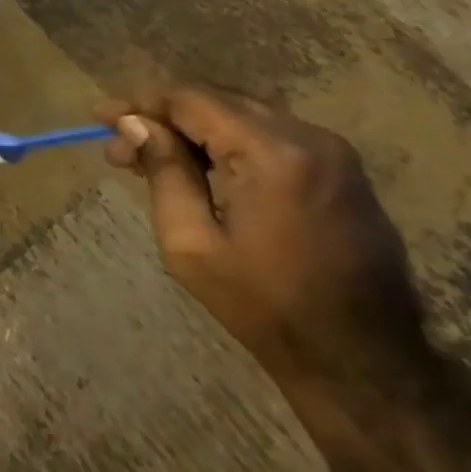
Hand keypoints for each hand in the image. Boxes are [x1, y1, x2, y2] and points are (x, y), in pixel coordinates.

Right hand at [101, 86, 426, 382]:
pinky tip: (202, 167)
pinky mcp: (344, 172)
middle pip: (216, 101)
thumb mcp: (193, 245)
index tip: (102, 116)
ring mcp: (334, 153)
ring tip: (154, 156)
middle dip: (165, 117)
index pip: (191, 101)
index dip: (142, 103)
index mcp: (274, 153)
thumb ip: (163, 172)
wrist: (368, 371)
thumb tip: (135, 123)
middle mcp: (309, 137)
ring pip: (242, 115)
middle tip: (123, 145)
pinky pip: (271, 136)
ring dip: (195, 129)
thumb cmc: (269, 309)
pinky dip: (230, 142)